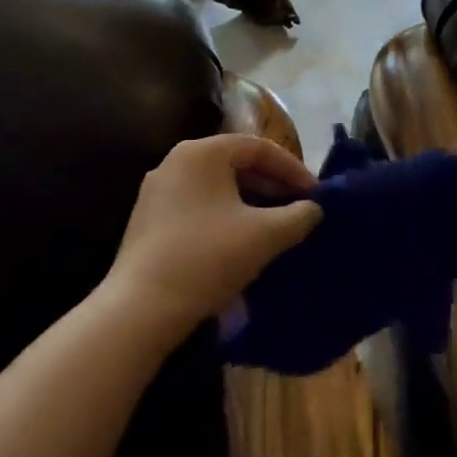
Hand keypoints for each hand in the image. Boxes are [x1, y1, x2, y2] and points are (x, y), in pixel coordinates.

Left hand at [104, 135, 321, 344]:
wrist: (141, 309)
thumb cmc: (208, 257)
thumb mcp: (266, 235)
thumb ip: (298, 216)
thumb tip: (313, 209)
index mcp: (202, 152)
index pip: (259, 147)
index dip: (293, 169)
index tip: (316, 195)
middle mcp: (175, 161)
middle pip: (236, 163)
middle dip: (272, 185)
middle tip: (299, 208)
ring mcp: (157, 191)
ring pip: (217, 186)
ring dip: (251, 201)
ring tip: (276, 225)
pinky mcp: (149, 220)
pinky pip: (199, 205)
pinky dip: (226, 215)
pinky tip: (242, 241)